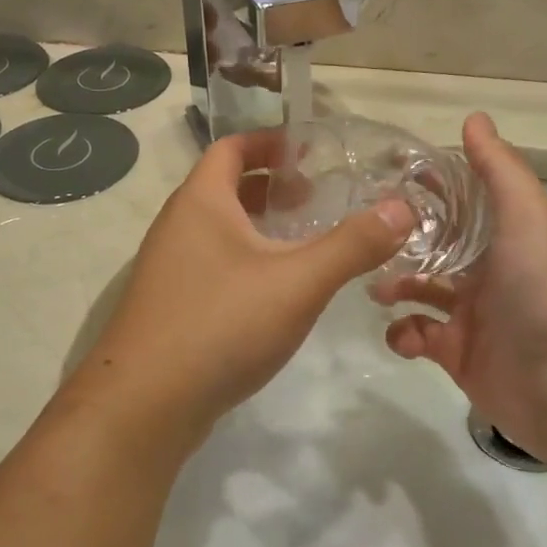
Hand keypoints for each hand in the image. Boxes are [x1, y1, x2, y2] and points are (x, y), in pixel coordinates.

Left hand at [67, 130, 413, 445]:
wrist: (144, 404)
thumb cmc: (220, 325)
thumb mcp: (298, 282)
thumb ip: (352, 245)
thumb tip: (402, 208)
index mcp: (200, 202)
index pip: (231, 147)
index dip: (270, 141)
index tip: (309, 151)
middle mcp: (176, 227)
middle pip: (224, 188)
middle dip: (270, 186)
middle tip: (316, 198)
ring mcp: (168, 270)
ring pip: (218, 232)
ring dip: (258, 228)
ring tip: (302, 243)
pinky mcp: (169, 308)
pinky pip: (211, 267)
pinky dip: (244, 263)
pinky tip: (273, 294)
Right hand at [371, 113, 546, 465]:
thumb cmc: (546, 293)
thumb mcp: (528, 218)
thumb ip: (500, 170)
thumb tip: (473, 118)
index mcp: (507, 235)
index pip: (462, 200)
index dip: (429, 186)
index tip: (384, 175)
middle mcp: (489, 270)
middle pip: (435, 244)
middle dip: (400, 238)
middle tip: (363, 234)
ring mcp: (472, 314)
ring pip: (420, 289)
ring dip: (394, 284)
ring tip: (377, 287)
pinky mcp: (456, 354)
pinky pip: (417, 336)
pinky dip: (403, 334)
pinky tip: (406, 335)